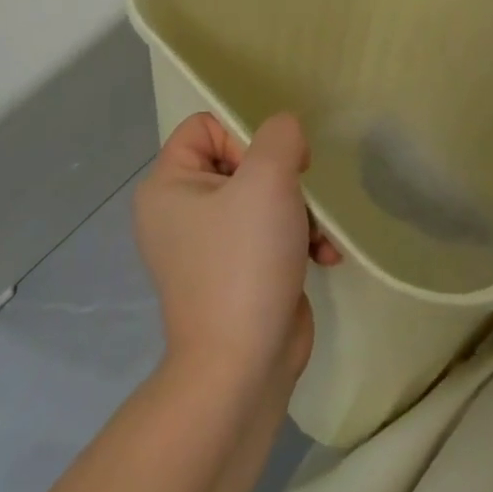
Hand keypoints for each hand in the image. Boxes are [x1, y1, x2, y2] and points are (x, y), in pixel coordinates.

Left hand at [134, 113, 340, 394]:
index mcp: (168, 185)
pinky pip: (269, 233)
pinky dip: (298, 239)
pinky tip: (324, 256)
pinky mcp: (236, 271)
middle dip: (282, 177)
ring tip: (315, 234)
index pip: (205, 125)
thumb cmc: (245, 261)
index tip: (272, 164)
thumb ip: (280, 135)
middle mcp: (180, 211)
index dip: (243, 134)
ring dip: (300, 210)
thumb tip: (286, 134)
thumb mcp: (268, 179)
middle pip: (240, 160)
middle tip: (298, 196)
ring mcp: (208, 245)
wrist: (243, 366)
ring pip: (262, 196)